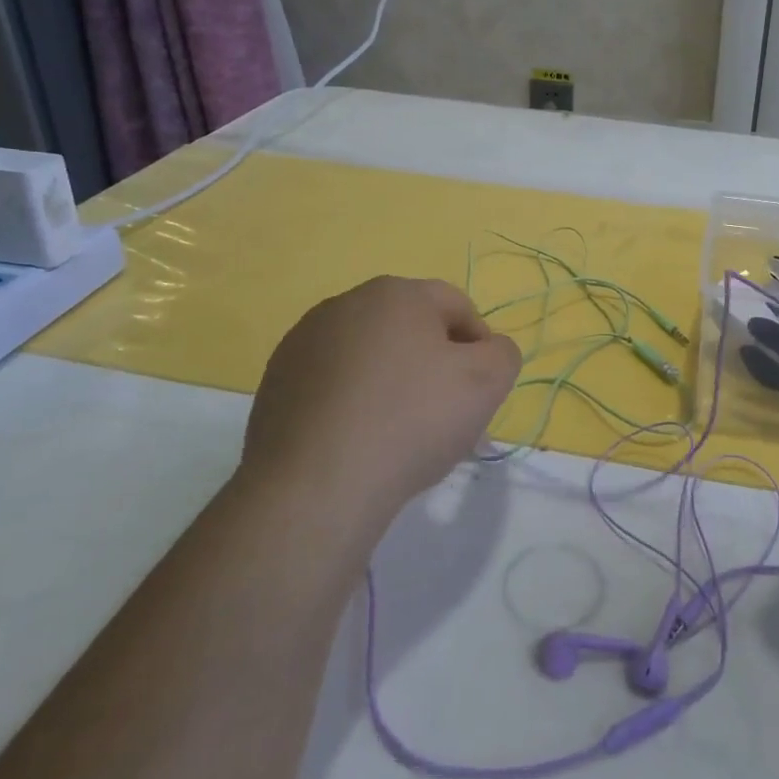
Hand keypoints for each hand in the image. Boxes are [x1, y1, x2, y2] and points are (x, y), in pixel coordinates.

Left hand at [241, 277, 520, 530]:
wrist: (317, 485)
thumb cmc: (412, 420)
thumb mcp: (488, 381)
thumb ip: (502, 353)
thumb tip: (487, 350)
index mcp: (396, 294)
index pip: (457, 306)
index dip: (480, 346)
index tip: (482, 390)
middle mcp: (344, 305)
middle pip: (410, 329)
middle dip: (435, 364)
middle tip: (448, 415)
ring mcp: (302, 343)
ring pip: (370, 357)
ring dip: (393, 382)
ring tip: (402, 434)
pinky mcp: (276, 384)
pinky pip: (334, 385)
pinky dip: (354, 404)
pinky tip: (361, 441)